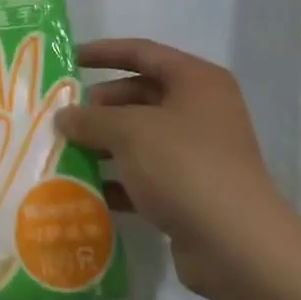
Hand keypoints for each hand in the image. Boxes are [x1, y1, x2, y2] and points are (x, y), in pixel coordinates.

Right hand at [56, 38, 287, 295]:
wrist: (236, 246)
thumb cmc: (184, 166)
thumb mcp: (129, 131)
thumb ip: (91, 119)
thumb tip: (64, 116)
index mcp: (197, 81)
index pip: (143, 52)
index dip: (104, 53)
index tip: (69, 59)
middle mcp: (202, 111)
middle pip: (141, 95)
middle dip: (101, 106)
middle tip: (64, 116)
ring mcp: (199, 154)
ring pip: (142, 138)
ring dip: (105, 144)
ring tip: (65, 151)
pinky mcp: (193, 192)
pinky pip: (147, 175)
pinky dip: (118, 180)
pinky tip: (85, 189)